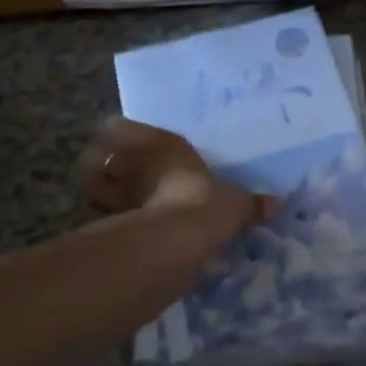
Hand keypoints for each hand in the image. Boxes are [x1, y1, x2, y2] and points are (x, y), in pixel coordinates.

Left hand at [76, 117, 273, 229]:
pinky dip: (100, 223)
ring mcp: (114, 192)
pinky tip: (112, 231)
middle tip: (112, 174)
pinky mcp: (105, 224)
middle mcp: (132, 162)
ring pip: (89, 185)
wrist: (178, 238)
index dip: (118, 133)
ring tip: (107, 201)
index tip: (119, 141)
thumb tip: (276, 204)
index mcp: (161, 145)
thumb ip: (250, 204)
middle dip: (101, 164)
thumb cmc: (207, 203)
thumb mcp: (236, 203)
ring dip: (95, 192)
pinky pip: (95, 218)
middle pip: (98, 155)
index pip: (120, 127)